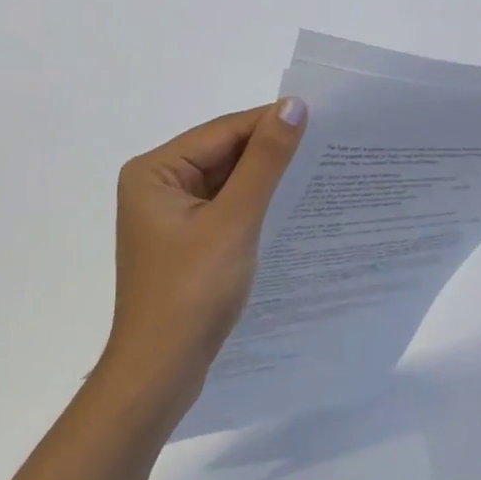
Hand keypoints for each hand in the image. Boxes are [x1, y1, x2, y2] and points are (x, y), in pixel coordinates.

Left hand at [104, 99, 307, 407]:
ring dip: (264, 179)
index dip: (270, 123)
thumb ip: (265, 161)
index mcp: (155, 170)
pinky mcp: (184, 240)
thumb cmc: (192, 292)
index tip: (322, 119)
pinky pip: (225, 207)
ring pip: (227, 180)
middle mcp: (157, 184)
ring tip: (317, 170)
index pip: (223, 131)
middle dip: (269, 152)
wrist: (160, 374)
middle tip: (326, 144)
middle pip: (223, 153)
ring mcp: (169, 214)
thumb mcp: (235, 220)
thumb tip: (294, 105)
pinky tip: (289, 204)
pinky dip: (254, 204)